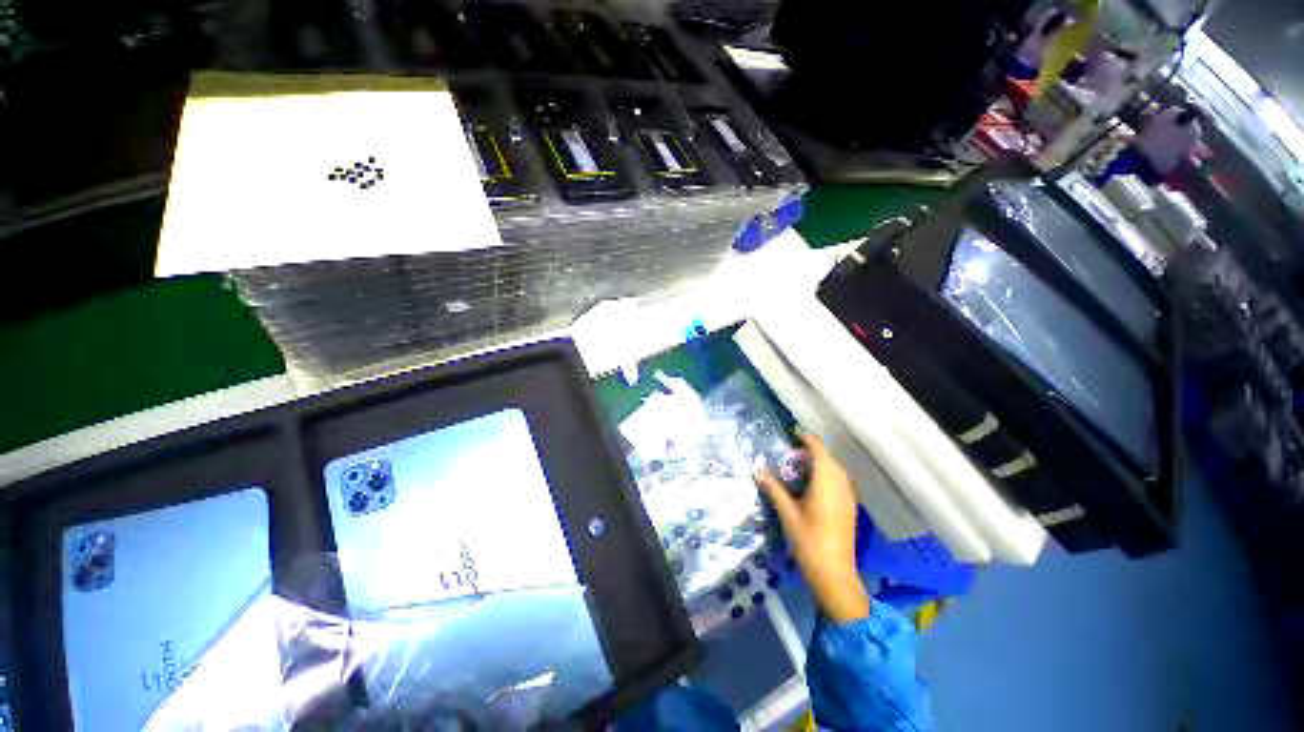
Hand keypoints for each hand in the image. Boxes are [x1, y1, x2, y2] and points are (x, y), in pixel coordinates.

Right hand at [755, 434, 869, 622]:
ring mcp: (848, 497)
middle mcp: (841, 485)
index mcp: (826, 482)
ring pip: (836, 469)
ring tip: (800, 467)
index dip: (807, 440)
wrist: (834, 574)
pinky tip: (813, 485)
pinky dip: (827, 474)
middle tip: (791, 455)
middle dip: (812, 451)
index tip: (793, 433)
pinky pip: (840, 480)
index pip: (819, 450)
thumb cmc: (808, 541)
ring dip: (820, 463)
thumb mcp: (787, 513)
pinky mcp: (849, 507)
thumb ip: (773, 489)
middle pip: (829, 458)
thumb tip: (757, 471)